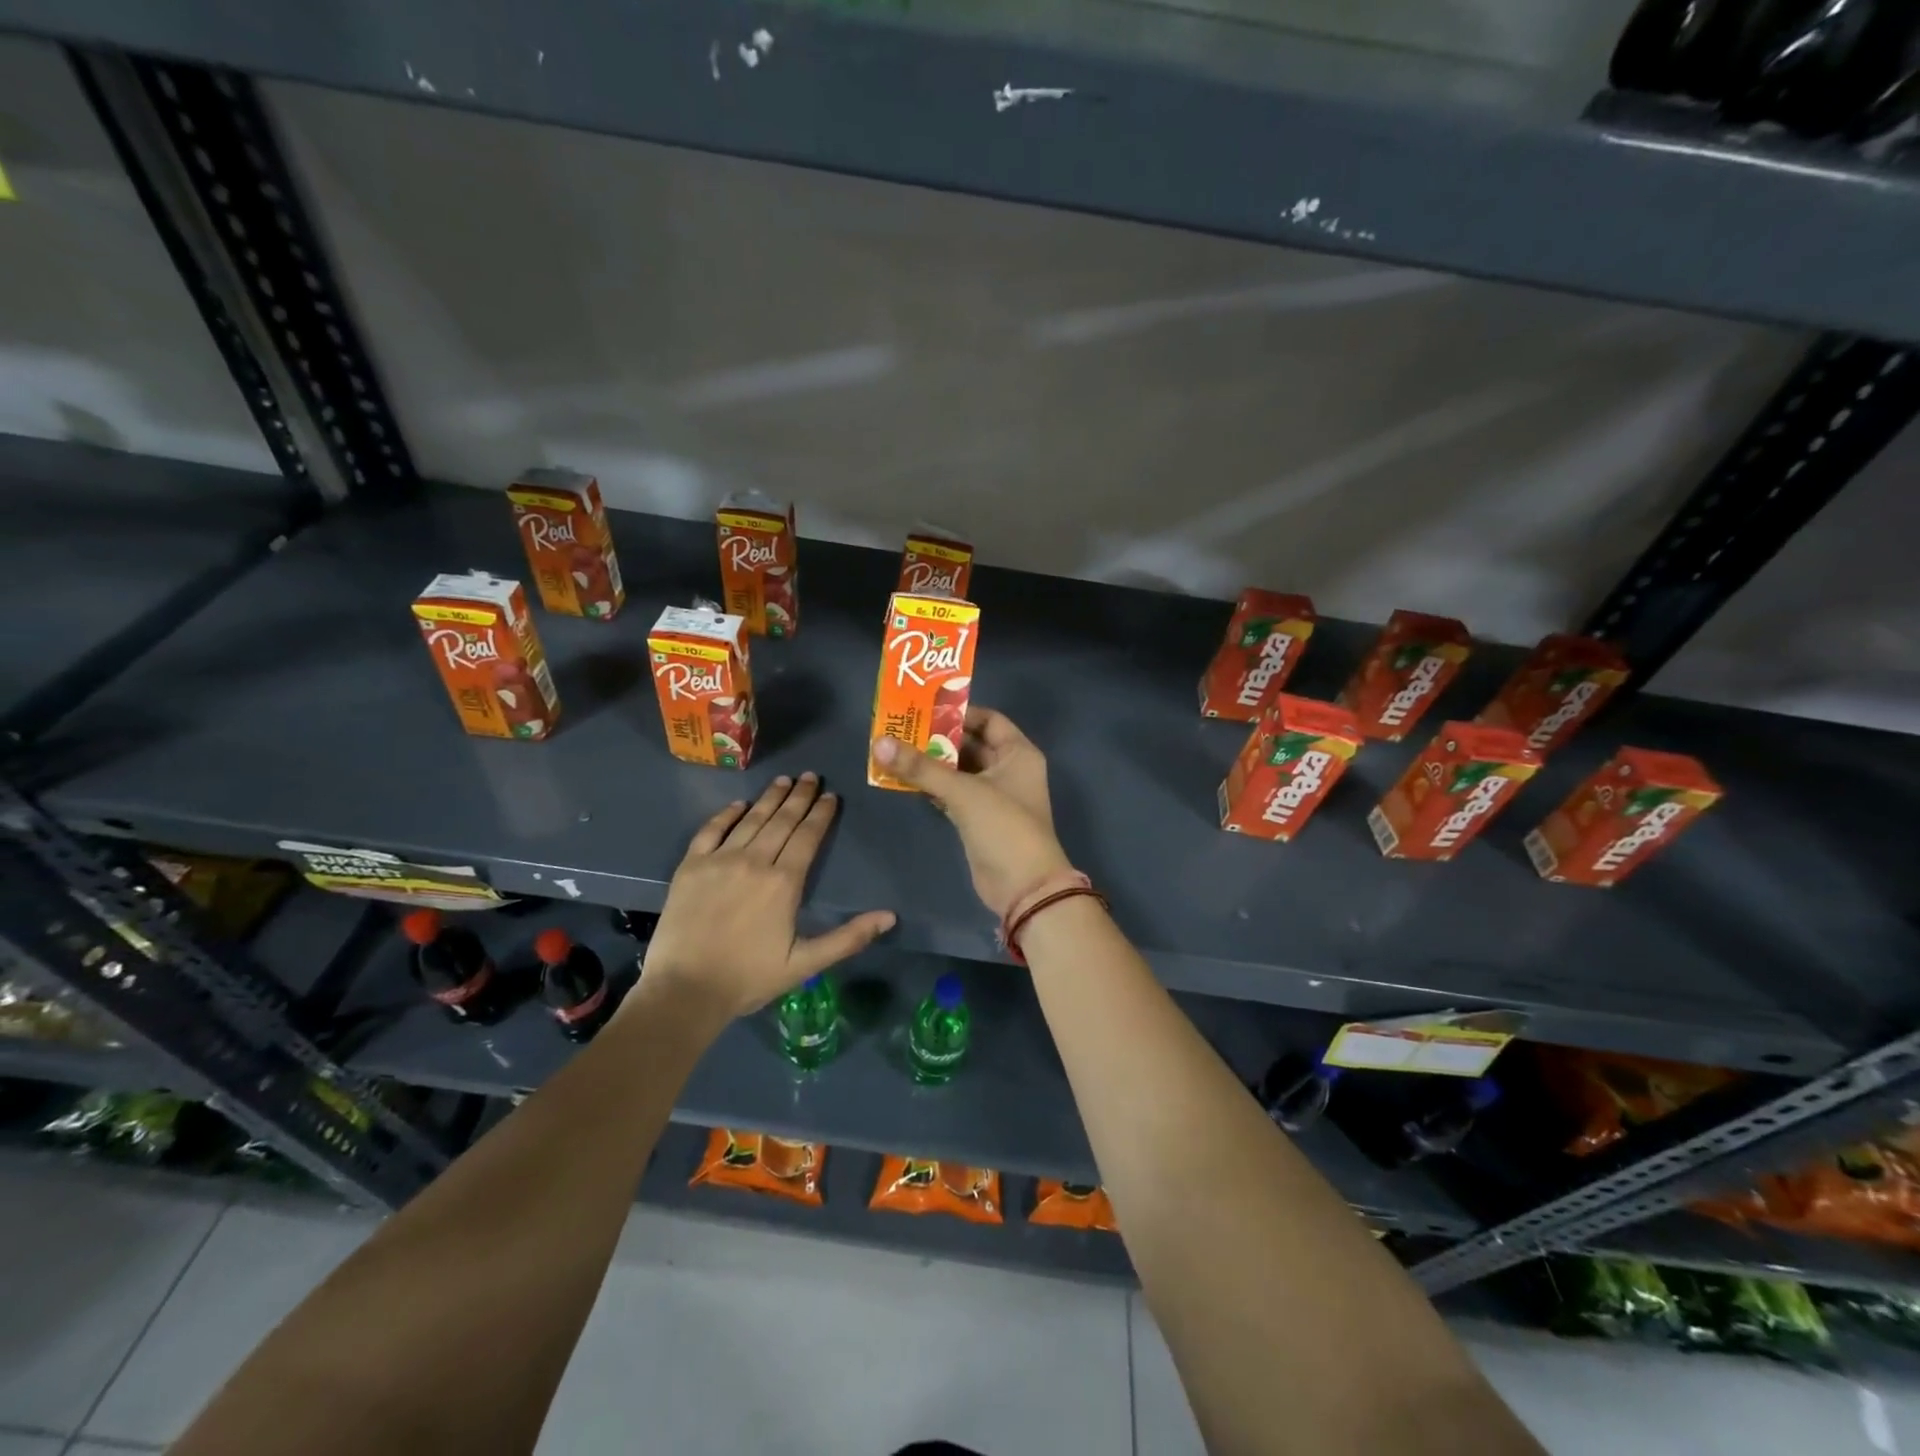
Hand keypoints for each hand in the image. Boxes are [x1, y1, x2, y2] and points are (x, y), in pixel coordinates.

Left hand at [639, 774, 895, 1019]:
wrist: (684, 991)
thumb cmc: (749, 978)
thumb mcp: (805, 963)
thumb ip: (849, 938)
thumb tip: (890, 917)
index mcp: (784, 882)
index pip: (807, 837)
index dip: (821, 814)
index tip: (831, 796)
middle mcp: (754, 861)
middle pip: (782, 820)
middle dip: (799, 796)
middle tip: (811, 776)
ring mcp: (719, 860)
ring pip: (751, 819)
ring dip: (770, 797)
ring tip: (784, 780)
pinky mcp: (690, 866)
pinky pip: (711, 830)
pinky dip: (726, 814)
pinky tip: (739, 804)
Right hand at [872, 707, 1072, 917]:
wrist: (1023, 887)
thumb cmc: (1004, 827)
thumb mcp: (963, 792)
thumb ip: (921, 768)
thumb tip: (880, 742)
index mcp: (1018, 753)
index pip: (989, 719)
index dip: (959, 712)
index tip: (924, 708)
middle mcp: (1008, 769)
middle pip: (970, 744)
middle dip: (937, 738)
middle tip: (900, 727)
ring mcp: (994, 796)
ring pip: (959, 770)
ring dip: (932, 763)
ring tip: (895, 749)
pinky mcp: (978, 819)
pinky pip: (952, 793)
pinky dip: (933, 786)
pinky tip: (904, 779)